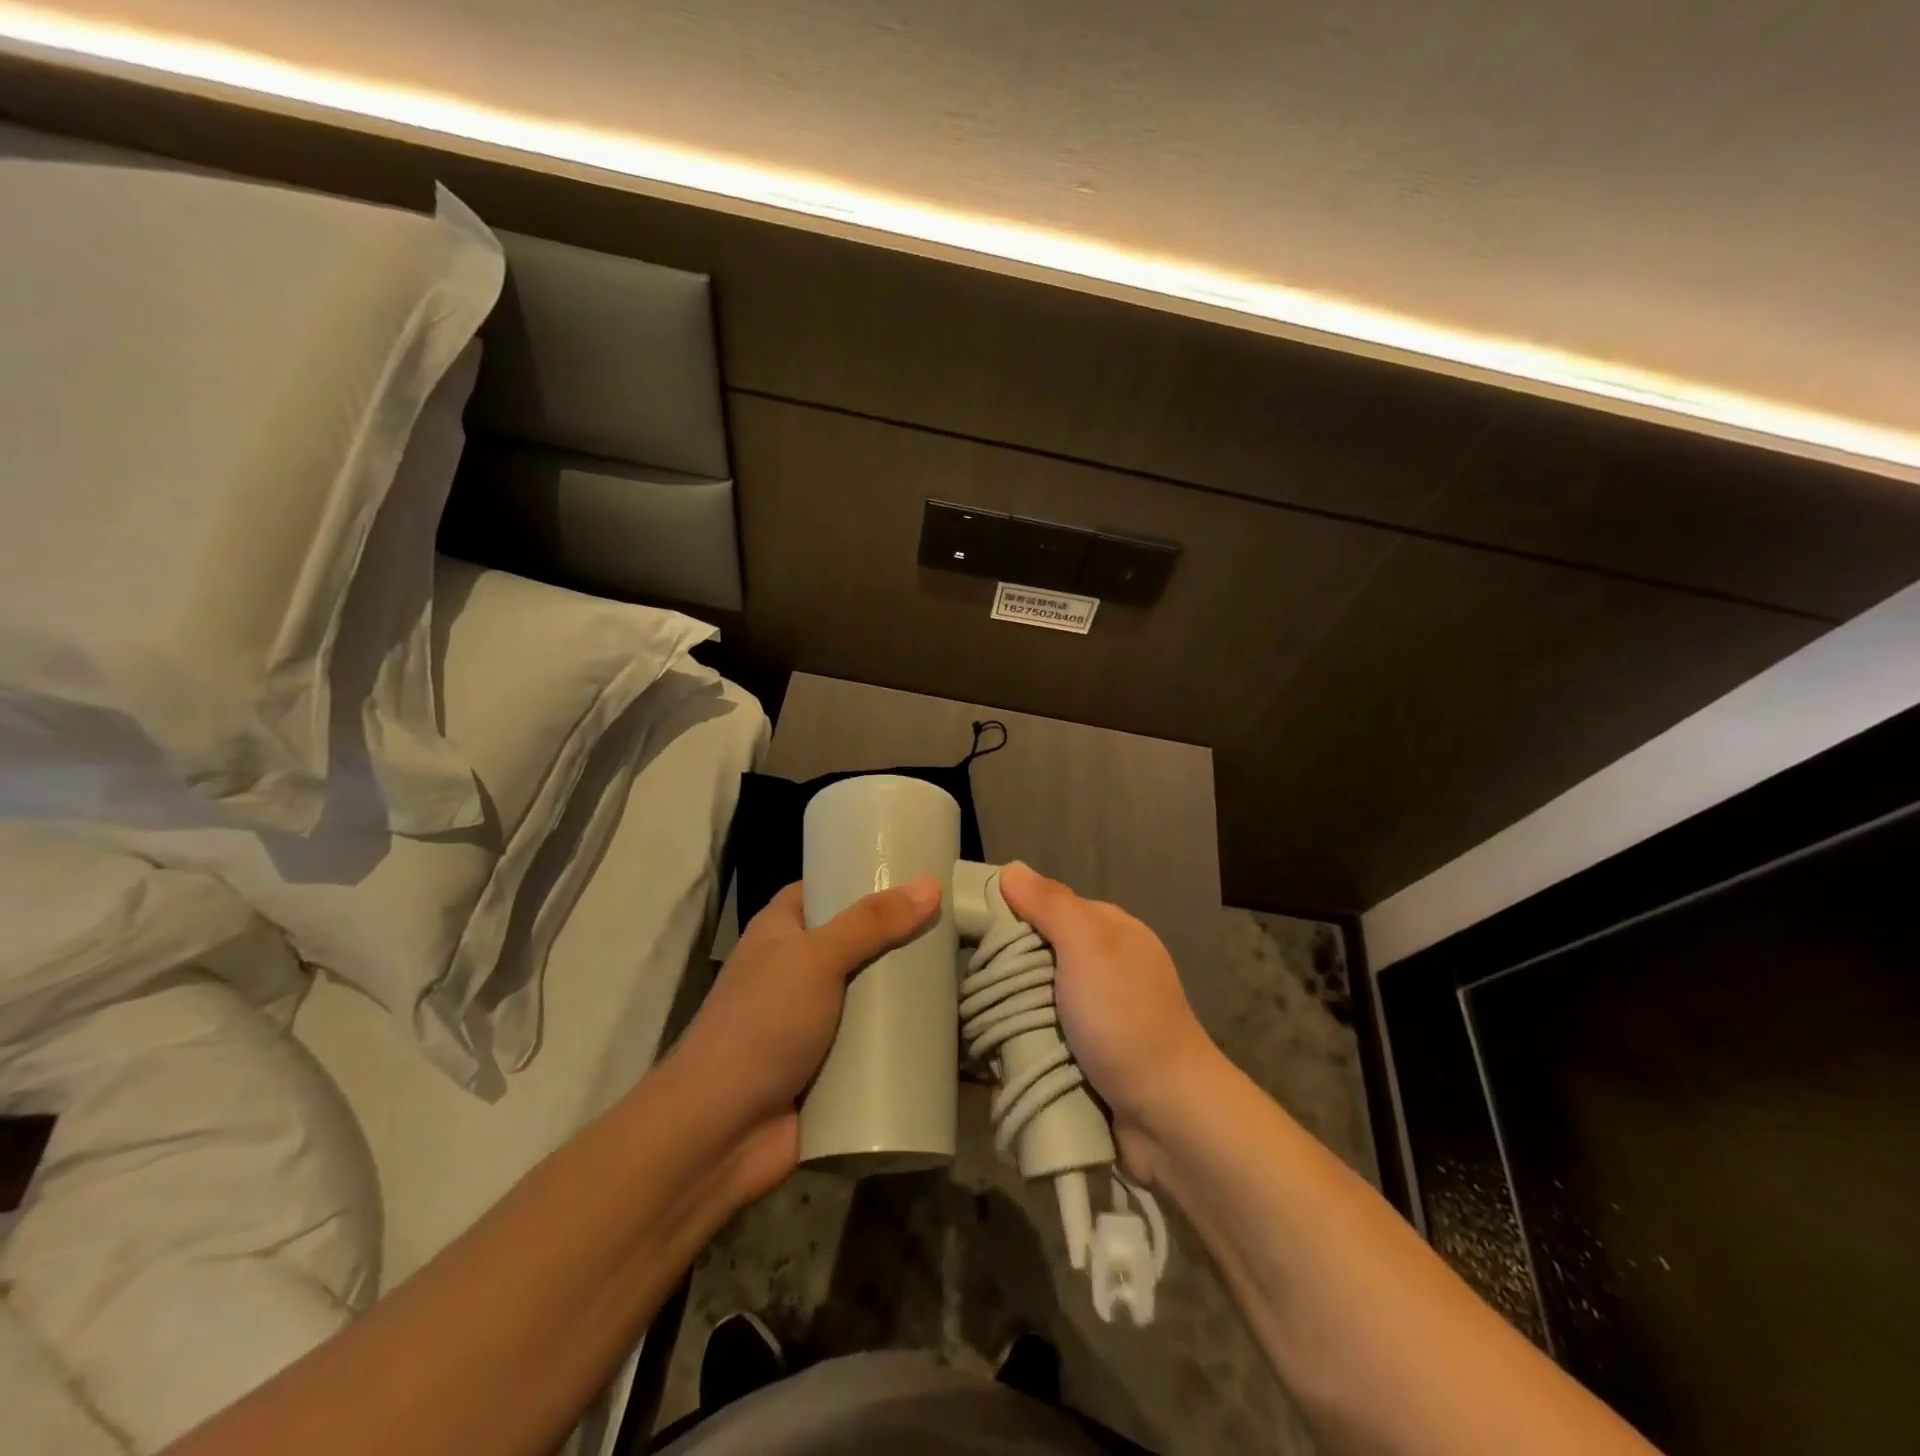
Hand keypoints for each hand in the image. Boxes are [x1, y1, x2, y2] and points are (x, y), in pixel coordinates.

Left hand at [667, 876, 940, 1201]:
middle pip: (857, 941)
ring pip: (869, 993)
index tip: (915, 874)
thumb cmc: (762, 1025)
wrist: (721, 1132)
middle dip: (899, 937)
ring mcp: (814, 1020)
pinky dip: (901, 1035)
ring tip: (961, 969)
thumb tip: (931, 884)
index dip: (863, 878)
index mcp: (781, 931)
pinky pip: (874, 1041)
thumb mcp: (816, 959)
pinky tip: (946, 1024)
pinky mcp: (831, 1064)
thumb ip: (871, 923)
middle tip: (953, 923)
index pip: (825, 888)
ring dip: (905, 989)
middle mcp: (797, 969)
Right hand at [999, 861, 1221, 1182]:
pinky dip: (1026, 1041)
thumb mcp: (1088, 945)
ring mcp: (1100, 1014)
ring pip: (1039, 998)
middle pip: (1041, 953)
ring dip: (1013, 1011)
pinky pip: (1046, 1036)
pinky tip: (999, 1050)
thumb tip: (1011, 869)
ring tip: (975, 1022)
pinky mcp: (1092, 1055)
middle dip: (1009, 970)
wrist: (1167, 1114)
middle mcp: (1107, 966)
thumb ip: (1050, 904)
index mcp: (1112, 931)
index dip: (1012, 915)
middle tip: (971, 986)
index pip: (1048, 907)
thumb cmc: (1124, 1017)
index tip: (972, 934)